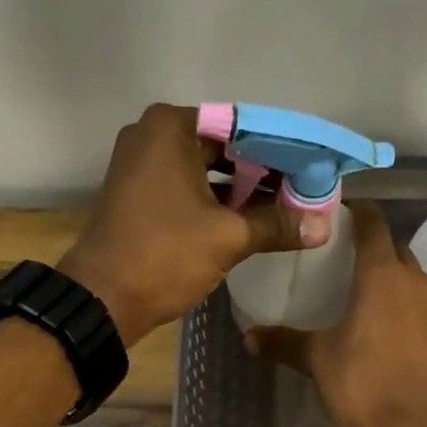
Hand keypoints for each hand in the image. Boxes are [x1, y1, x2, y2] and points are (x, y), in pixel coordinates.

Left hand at [58, 104, 331, 346]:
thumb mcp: (228, 237)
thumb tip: (323, 227)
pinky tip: (250, 221)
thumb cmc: (164, 255)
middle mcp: (153, 136)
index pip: (243, 127)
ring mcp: (142, 165)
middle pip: (225, 147)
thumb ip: (277, 225)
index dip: (283, 150)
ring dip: (243, 190)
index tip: (314, 169)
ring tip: (286, 209)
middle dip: (265, 171)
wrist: (103, 299)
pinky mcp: (139, 194)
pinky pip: (189, 188)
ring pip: (207, 170)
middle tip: (306, 192)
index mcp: (172, 127)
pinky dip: (217, 202)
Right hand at [246, 202, 426, 426]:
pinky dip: (396, 302)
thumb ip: (284, 342)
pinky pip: (415, 303)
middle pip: (394, 248)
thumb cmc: (362, 385)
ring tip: (353, 287)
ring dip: (386, 274)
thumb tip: (248, 336)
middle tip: (337, 254)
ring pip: (408, 276)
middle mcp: (413, 282)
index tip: (334, 214)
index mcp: (383, 275)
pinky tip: (375, 322)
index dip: (356, 213)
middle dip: (370, 244)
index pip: (374, 224)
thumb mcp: (317, 360)